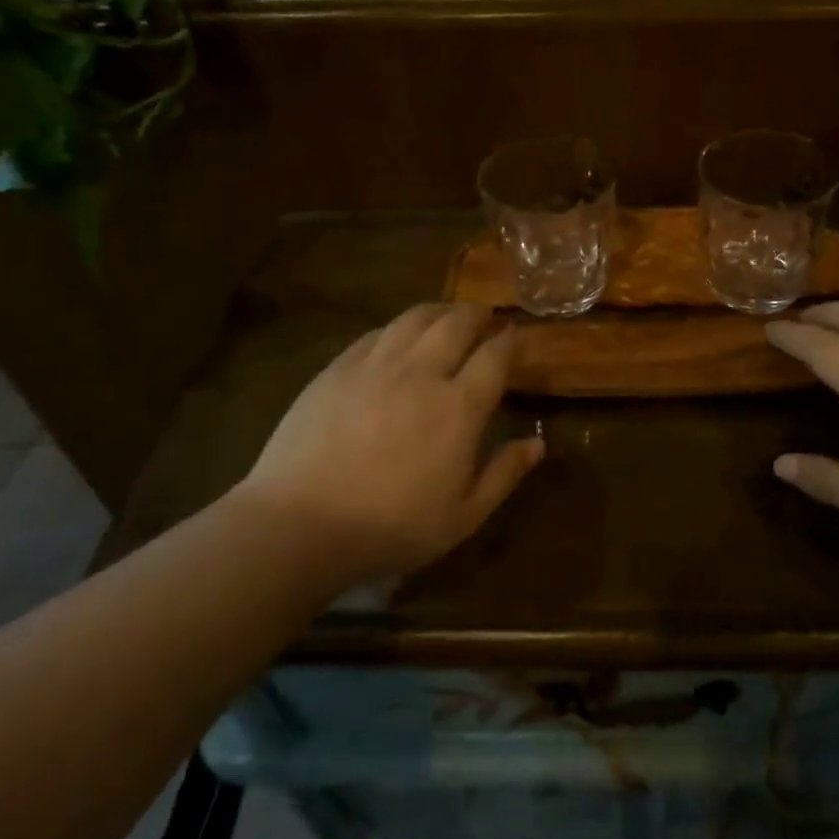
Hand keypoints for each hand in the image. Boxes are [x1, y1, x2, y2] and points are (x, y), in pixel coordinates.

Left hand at [233, 304, 542, 582]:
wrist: (299, 525)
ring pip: (414, 319)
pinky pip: (375, 333)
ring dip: (438, 310)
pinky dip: (397, 327)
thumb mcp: (462, 517)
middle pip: (456, 323)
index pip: (495, 356)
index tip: (516, 335)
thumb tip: (538, 443)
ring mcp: (375, 366)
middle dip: (477, 313)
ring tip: (446, 315)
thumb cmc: (390, 528)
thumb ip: (504, 475)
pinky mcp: (337, 369)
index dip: (510, 341)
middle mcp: (421, 373)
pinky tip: (397, 335)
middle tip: (484, 315)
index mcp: (459, 407)